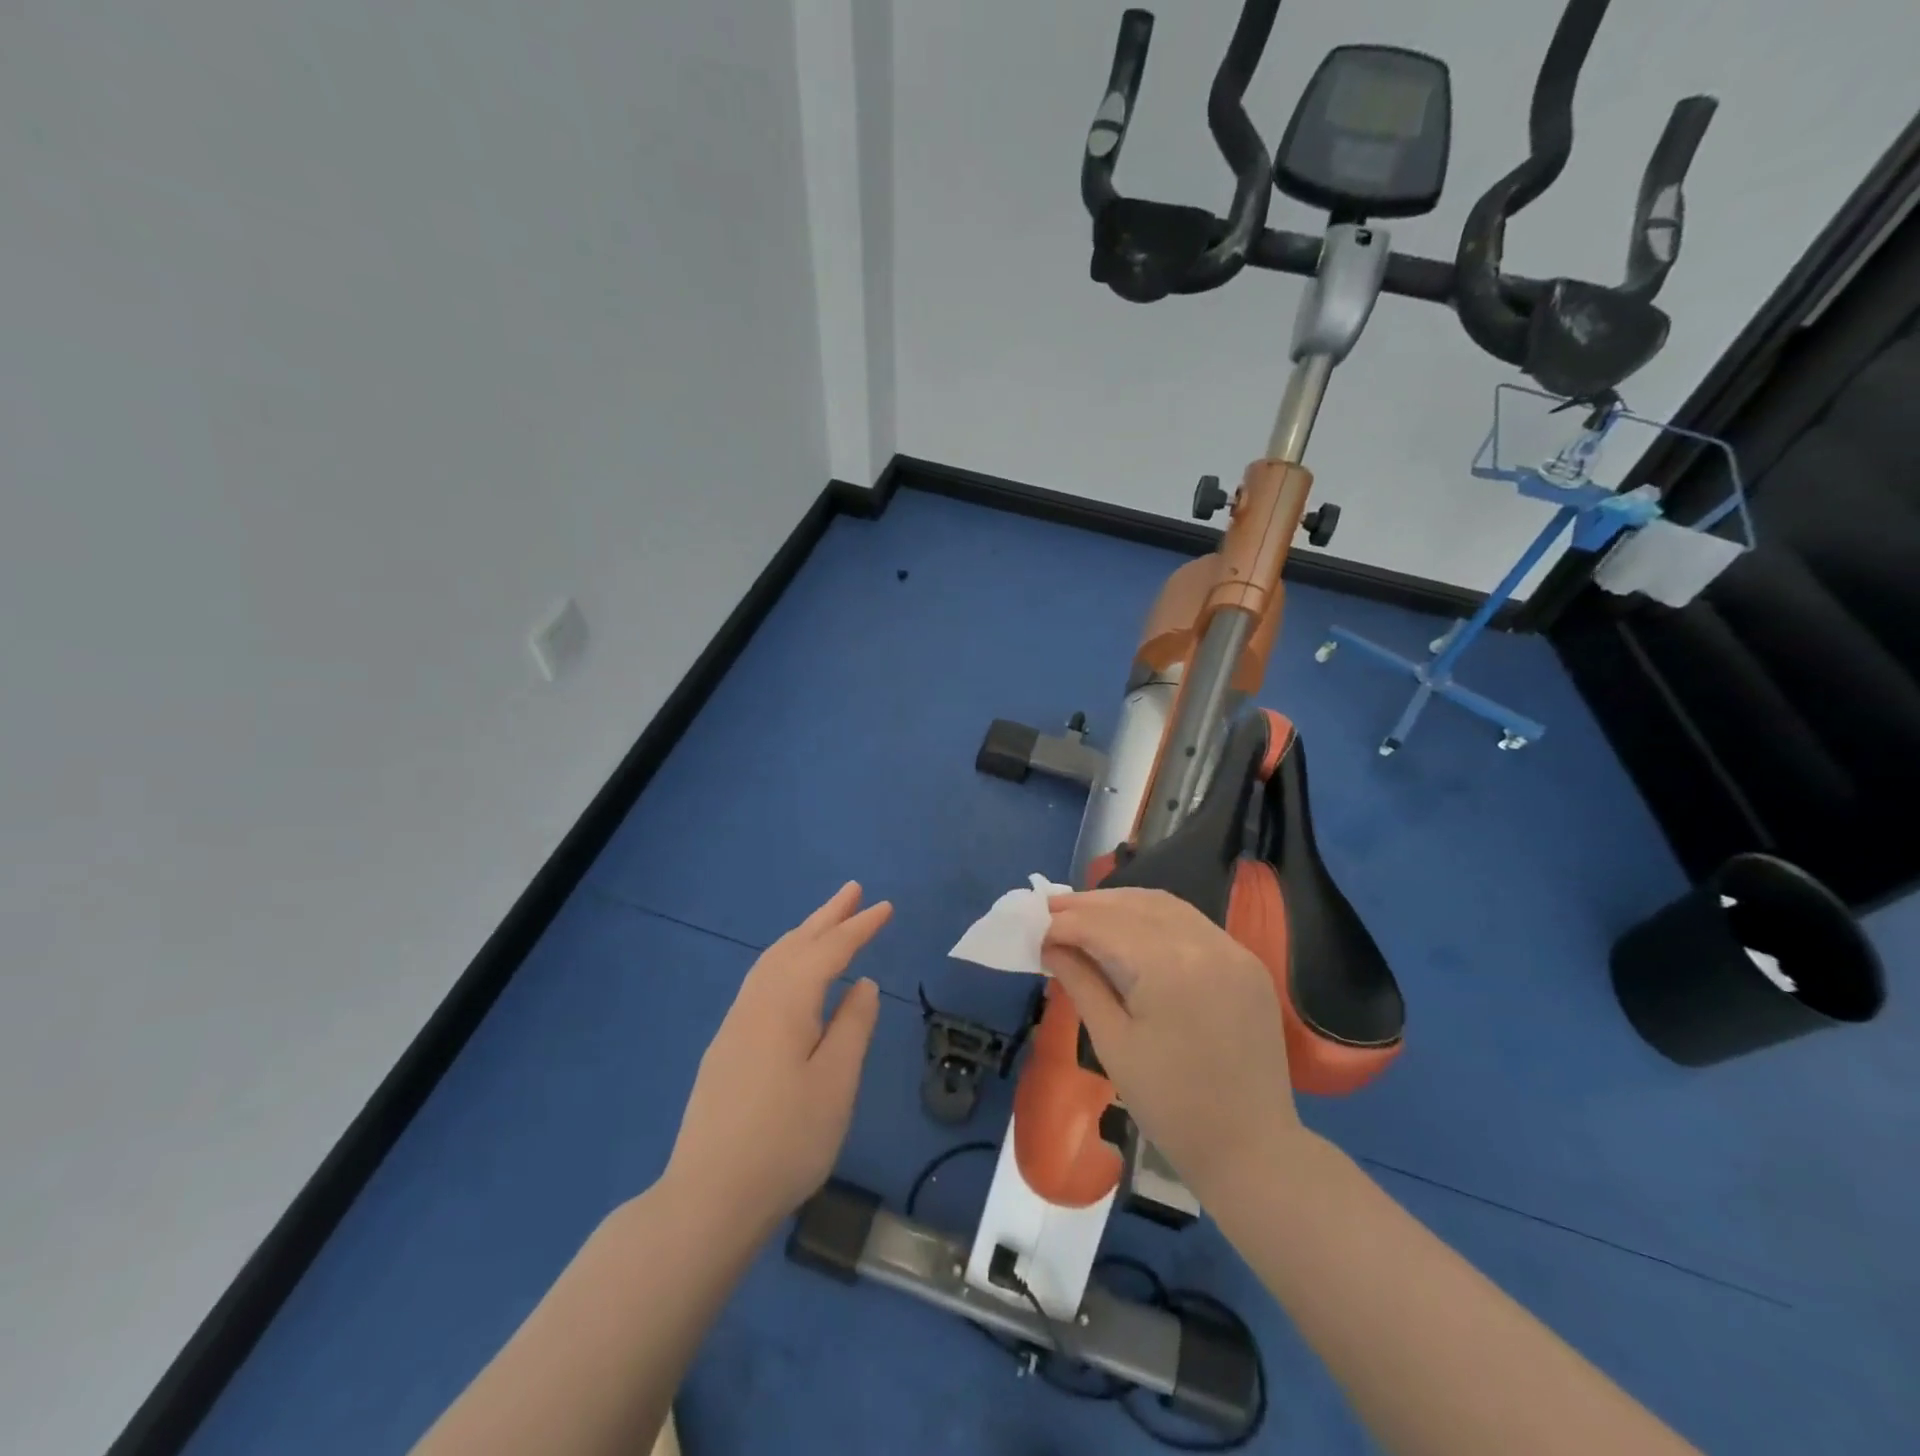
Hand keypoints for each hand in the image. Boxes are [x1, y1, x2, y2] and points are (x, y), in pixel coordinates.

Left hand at [665, 883, 889, 1233]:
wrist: (708, 1198)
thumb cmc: (785, 1141)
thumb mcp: (835, 1083)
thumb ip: (852, 1026)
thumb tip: (862, 984)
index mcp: (785, 1004)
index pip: (828, 951)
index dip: (858, 927)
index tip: (885, 906)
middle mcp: (756, 1002)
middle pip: (794, 945)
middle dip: (826, 917)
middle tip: (853, 890)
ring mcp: (735, 1024)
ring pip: (772, 961)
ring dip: (803, 935)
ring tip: (827, 921)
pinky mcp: (726, 1047)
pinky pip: (761, 980)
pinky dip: (785, 959)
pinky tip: (792, 974)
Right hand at [1042, 887, 1301, 1200]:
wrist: (1252, 1149)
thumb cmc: (1170, 1105)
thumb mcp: (1113, 1043)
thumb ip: (1080, 982)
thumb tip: (1048, 944)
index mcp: (1169, 967)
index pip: (1104, 926)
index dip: (1064, 923)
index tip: (1033, 928)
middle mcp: (1204, 944)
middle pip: (1134, 905)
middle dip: (1088, 905)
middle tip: (1050, 909)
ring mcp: (1233, 949)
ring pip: (1165, 905)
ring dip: (1121, 904)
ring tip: (1084, 913)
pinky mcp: (1246, 962)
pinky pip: (1192, 922)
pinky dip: (1155, 917)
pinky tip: (1130, 927)